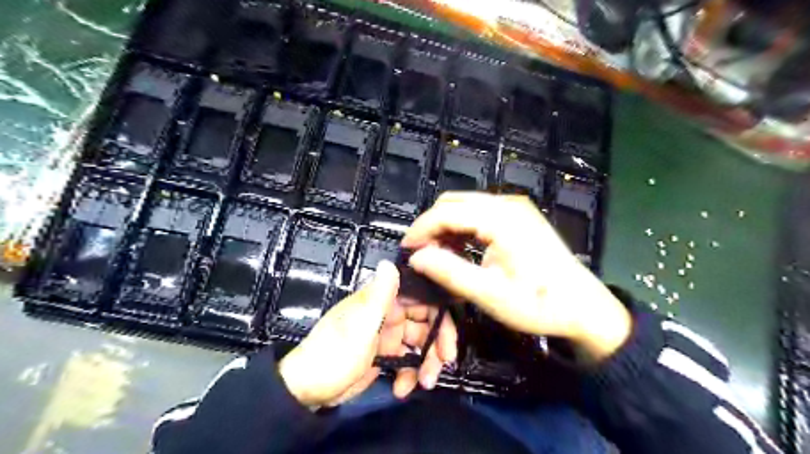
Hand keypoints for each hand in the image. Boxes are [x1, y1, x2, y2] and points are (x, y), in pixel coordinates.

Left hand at [277, 261, 454, 405]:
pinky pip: (408, 361)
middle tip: (443, 365)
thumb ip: (379, 296)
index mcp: (383, 301)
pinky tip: (402, 389)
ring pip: (420, 344)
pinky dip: (410, 375)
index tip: (448, 339)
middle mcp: (389, 314)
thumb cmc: (334, 354)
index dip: (440, 316)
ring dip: (426, 363)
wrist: (308, 390)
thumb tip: (389, 263)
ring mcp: (388, 335)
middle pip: (426, 323)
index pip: (422, 299)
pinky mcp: (385, 355)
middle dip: (437, 344)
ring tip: (424, 383)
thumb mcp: (359, 326)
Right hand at [404, 192, 632, 361]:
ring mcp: (515, 207)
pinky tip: (459, 250)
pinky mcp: (518, 215)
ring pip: (465, 207)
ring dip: (446, 227)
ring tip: (437, 256)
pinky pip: (479, 214)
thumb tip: (416, 258)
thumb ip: (449, 272)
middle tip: (420, 255)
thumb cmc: (539, 304)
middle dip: (431, 226)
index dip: (421, 230)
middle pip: (454, 203)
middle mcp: (507, 203)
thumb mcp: (490, 294)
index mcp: (501, 218)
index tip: (405, 251)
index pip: (447, 212)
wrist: (585, 307)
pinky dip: (462, 229)